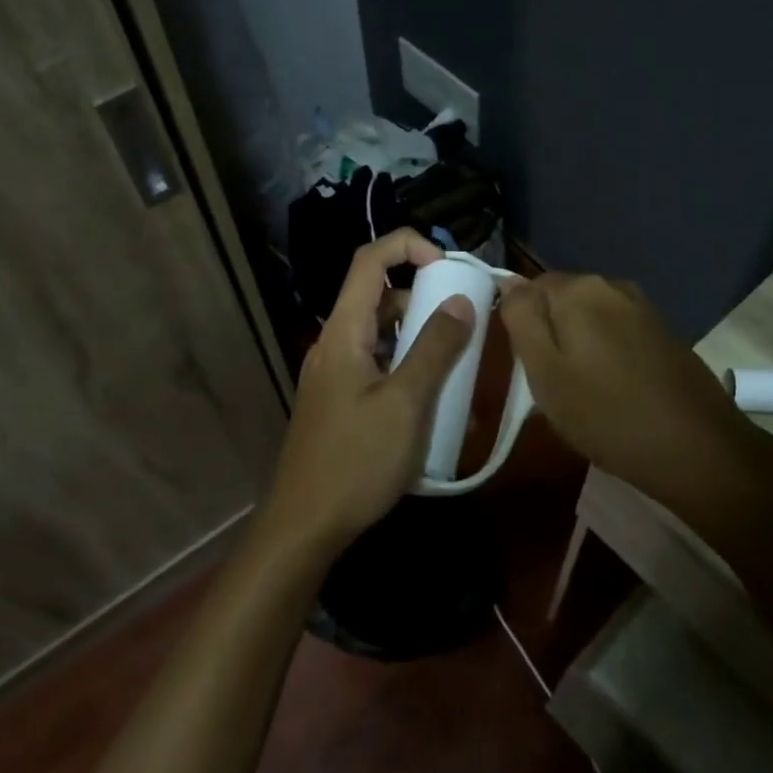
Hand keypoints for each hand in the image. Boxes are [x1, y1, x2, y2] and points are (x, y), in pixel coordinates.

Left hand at [259, 229, 475, 557]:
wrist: (305, 526)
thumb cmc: (356, 461)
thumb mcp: (406, 403)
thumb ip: (435, 349)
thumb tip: (461, 301)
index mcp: (344, 332)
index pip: (369, 261)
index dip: (407, 246)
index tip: (448, 266)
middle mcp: (335, 345)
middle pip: (380, 299)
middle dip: (426, 302)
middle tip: (467, 325)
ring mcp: (335, 376)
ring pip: (383, 338)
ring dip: (422, 343)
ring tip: (460, 372)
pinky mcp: (341, 403)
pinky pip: (379, 370)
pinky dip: (409, 373)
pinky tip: (436, 408)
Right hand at [499, 272, 754, 495]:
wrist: (698, 449)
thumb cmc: (607, 415)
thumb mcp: (545, 372)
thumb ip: (521, 319)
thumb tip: (508, 281)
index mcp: (578, 288)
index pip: (526, 289)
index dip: (520, 327)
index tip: (525, 366)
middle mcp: (612, 285)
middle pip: (559, 301)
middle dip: (549, 334)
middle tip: (549, 384)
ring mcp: (642, 307)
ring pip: (588, 317)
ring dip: (577, 344)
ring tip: (580, 391)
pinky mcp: (663, 331)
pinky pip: (616, 331)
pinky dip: (605, 352)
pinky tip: (612, 389)